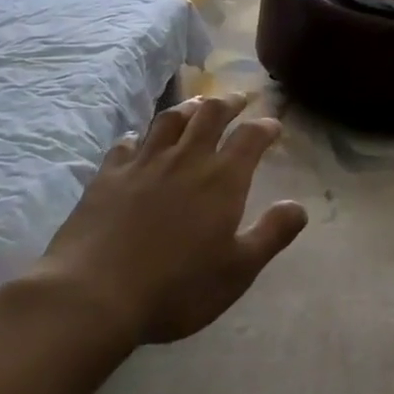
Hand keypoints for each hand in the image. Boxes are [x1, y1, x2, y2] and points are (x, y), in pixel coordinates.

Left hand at [38, 94, 307, 345]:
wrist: (93, 295)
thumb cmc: (177, 288)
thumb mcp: (238, 271)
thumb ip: (271, 234)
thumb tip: (299, 206)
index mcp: (221, 179)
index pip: (250, 137)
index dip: (265, 126)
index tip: (273, 125)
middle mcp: (185, 159)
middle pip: (210, 114)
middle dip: (229, 102)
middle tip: (239, 99)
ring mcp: (143, 163)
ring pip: (169, 120)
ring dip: (188, 108)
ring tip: (196, 106)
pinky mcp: (108, 175)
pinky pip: (126, 144)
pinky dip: (138, 136)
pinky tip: (138, 140)